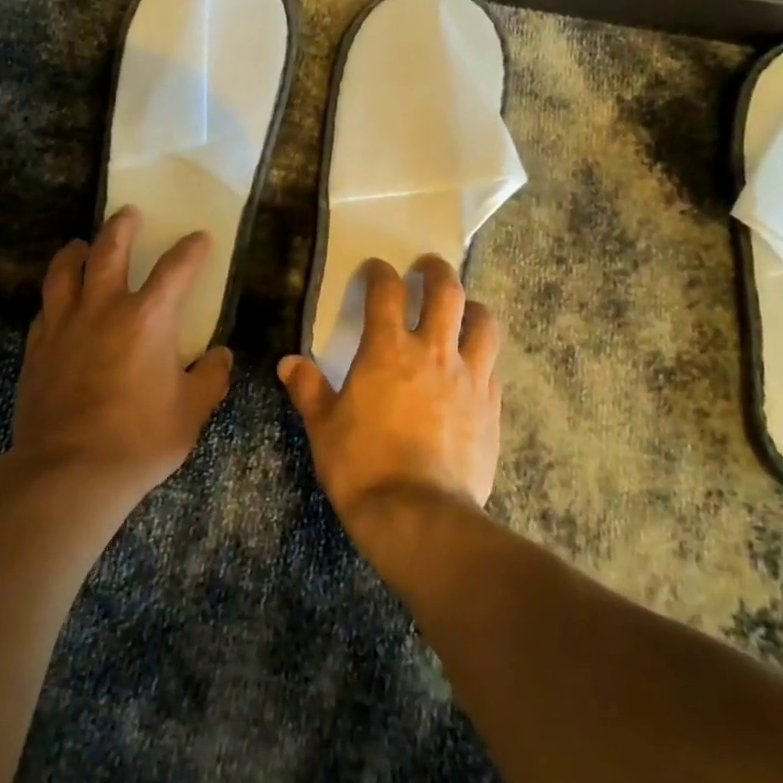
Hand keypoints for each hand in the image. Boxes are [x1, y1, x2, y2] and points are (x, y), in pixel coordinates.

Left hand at [10, 207, 232, 505]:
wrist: (68, 472)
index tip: (200, 238)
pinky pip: (45, 307)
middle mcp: (103, 308)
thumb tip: (220, 355)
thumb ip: (211, 377)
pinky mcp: (37, 348)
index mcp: (148, 317)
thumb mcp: (191, 411)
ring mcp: (64, 325)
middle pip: (109, 250)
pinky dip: (56, 295)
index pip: (176, 268)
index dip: (191, 250)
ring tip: (81, 244)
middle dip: (122, 227)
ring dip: (76, 251)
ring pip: (64, 271)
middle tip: (129, 213)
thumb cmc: (140, 439)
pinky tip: (59, 300)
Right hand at [277, 256, 501, 549]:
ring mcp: (469, 378)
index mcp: (388, 350)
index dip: (379, 273)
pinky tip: (474, 368)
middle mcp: (433, 352)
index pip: (386, 292)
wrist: (419, 515)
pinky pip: (492, 368)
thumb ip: (308, 389)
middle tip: (428, 267)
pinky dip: (482, 358)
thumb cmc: (362, 466)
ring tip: (464, 309)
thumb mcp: (324, 427)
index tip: (375, 269)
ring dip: (473, 308)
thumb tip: (290, 362)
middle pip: (447, 292)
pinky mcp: (491, 407)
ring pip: (483, 324)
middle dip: (437, 271)